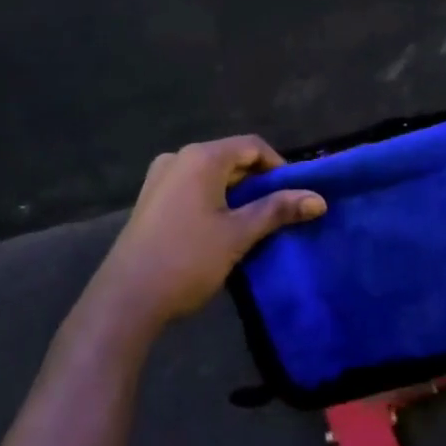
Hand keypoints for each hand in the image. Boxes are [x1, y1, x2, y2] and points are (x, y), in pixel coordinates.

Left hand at [92, 135, 325, 331]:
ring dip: (236, 192)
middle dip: (258, 181)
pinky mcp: (151, 199)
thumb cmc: (188, 259)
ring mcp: (160, 178)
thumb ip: (278, 210)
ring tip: (254, 221)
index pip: (252, 146)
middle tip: (279, 211)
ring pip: (211, 175)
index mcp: (201, 157)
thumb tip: (319, 199)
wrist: (127, 298)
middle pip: (231, 157)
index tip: (296, 193)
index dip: (279, 166)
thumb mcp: (239, 234)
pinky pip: (192, 187)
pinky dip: (213, 199)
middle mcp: (179, 158)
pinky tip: (221, 227)